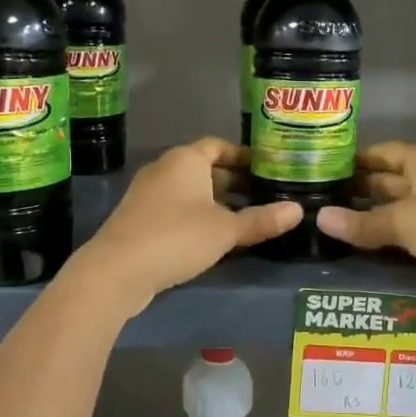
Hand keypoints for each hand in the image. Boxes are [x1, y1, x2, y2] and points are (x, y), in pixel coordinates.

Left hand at [74, 138, 300, 313]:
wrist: (117, 270)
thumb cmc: (176, 237)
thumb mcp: (226, 230)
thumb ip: (261, 220)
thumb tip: (298, 211)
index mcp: (185, 160)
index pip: (218, 146)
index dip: (242, 155)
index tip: (266, 167)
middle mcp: (164, 169)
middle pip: (205, 169)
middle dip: (234, 182)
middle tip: (264, 195)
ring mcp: (148, 195)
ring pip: (191, 192)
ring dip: (216, 202)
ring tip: (247, 218)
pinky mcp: (140, 220)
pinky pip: (176, 210)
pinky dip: (198, 217)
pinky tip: (216, 239)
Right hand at [317, 142, 415, 301]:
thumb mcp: (403, 220)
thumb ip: (362, 222)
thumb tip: (320, 218)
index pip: (384, 153)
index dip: (356, 160)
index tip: (324, 170)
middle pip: (389, 181)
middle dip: (359, 191)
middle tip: (318, 202)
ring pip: (397, 212)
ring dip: (371, 220)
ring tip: (330, 226)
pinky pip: (408, 236)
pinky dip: (387, 241)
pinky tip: (359, 248)